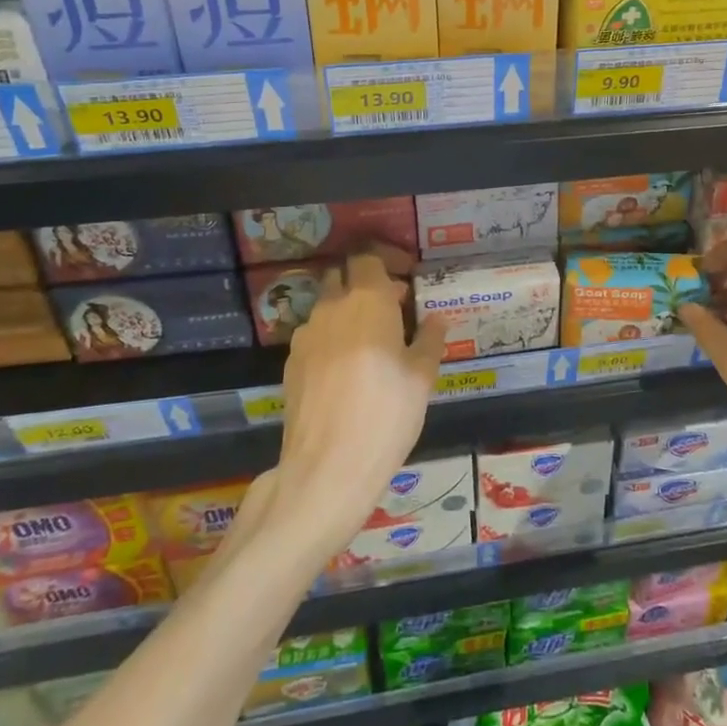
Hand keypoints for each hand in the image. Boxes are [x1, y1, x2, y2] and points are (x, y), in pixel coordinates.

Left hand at [271, 246, 446, 561]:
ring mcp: (306, 335)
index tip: (405, 283)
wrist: (327, 467)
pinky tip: (346, 371)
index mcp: (367, 300)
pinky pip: (315, 336)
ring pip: (326, 307)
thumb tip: (436, 319)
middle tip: (391, 310)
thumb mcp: (422, 377)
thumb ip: (429, 340)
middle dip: (364, 284)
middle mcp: (331, 307)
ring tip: (370, 344)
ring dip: (347, 312)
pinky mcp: (290, 363)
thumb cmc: (386, 414)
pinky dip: (331, 339)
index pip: (368, 258)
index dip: (386, 263)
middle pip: (342, 278)